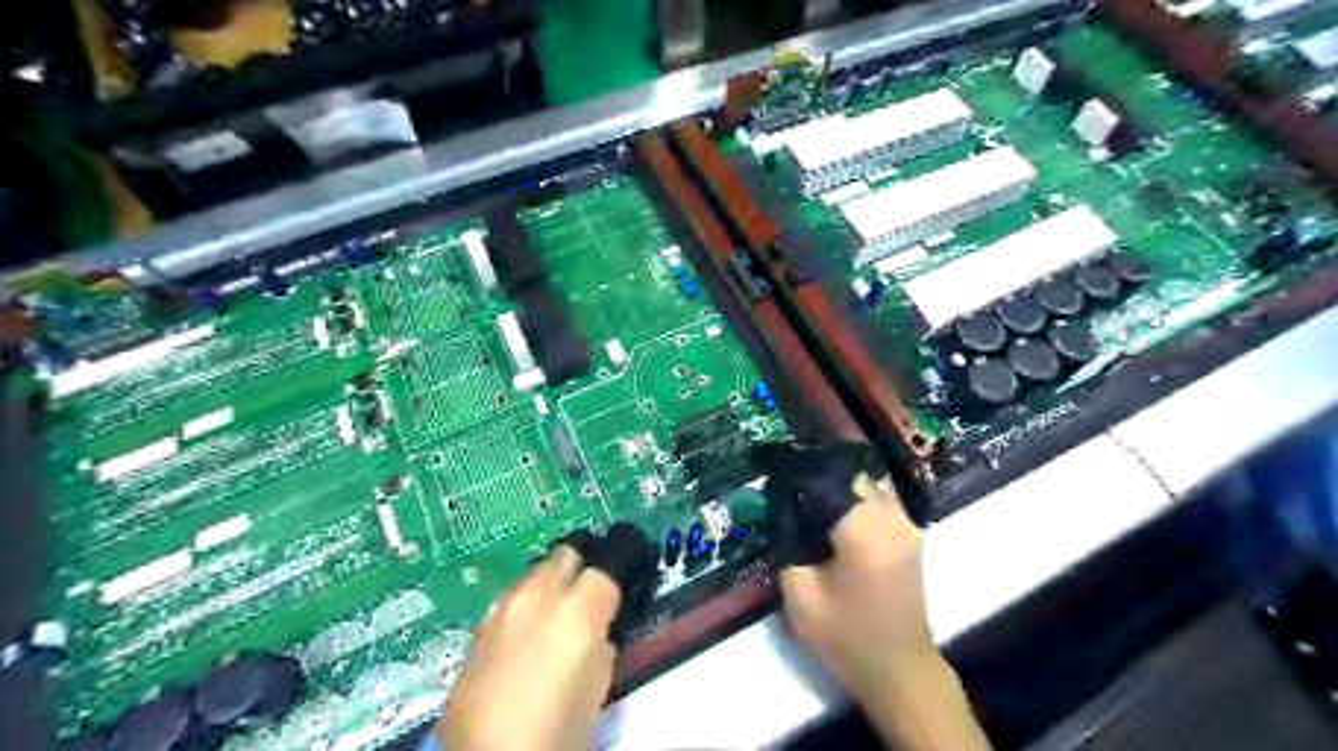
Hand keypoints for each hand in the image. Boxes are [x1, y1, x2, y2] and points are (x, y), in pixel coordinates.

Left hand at [444, 542, 624, 750]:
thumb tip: (598, 635)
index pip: (605, 571)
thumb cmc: (555, 729)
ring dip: (548, 587)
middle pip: (566, 555)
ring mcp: (504, 606)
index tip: (613, 608)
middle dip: (579, 573)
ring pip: (535, 572)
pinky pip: (511, 598)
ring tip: (551, 623)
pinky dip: (523, 608)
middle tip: (584, 606)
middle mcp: (539, 595)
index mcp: (578, 610)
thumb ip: (603, 648)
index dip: (611, 590)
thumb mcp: (598, 689)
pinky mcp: (479, 625)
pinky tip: (522, 640)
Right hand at [787, 476, 931, 703]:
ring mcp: (907, 525)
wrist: (900, 671)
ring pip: (871, 482)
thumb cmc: (847, 636)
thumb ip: (788, 545)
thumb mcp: (800, 595)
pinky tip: (833, 508)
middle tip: (789, 477)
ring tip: (809, 489)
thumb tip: (783, 512)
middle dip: (820, 471)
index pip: (829, 477)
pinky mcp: (910, 536)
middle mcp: (891, 517)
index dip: (800, 470)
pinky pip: (881, 499)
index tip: (774, 469)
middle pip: (853, 474)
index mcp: (864, 527)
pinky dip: (857, 495)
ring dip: (841, 481)